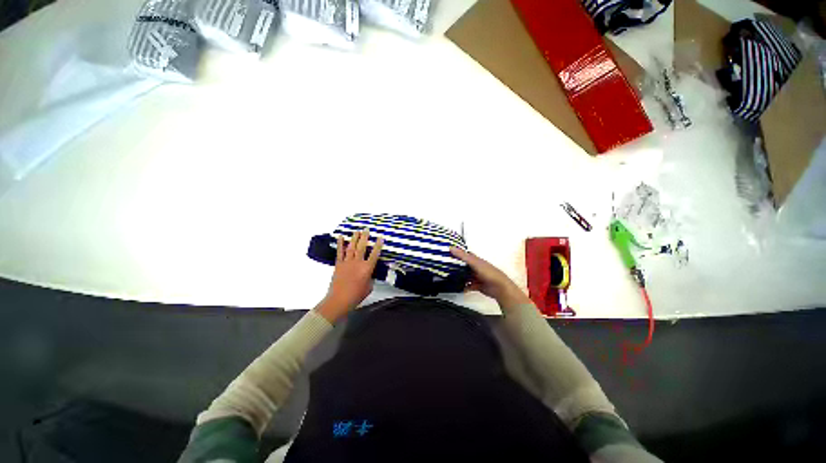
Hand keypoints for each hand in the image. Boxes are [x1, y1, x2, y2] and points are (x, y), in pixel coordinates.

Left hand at [316, 230, 383, 322]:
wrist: (339, 300)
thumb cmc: (356, 295)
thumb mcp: (369, 287)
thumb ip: (370, 278)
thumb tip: (369, 273)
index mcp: (367, 268)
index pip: (374, 254)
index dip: (378, 245)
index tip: (380, 237)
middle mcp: (357, 263)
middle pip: (362, 247)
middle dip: (365, 237)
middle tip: (366, 229)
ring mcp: (347, 262)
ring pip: (352, 247)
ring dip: (354, 238)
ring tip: (357, 231)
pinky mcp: (339, 264)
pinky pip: (340, 252)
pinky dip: (340, 244)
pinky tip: (341, 237)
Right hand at [450, 247, 531, 309]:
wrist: (500, 288)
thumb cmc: (488, 273)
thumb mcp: (474, 263)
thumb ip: (463, 256)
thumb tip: (451, 248)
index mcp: (477, 260)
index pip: (466, 255)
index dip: (458, 253)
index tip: (448, 253)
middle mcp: (477, 268)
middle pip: (465, 266)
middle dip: (457, 267)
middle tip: (446, 267)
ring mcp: (477, 277)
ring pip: (466, 276)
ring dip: (460, 277)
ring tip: (450, 278)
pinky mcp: (478, 286)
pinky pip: (468, 286)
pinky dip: (464, 287)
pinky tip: (458, 288)